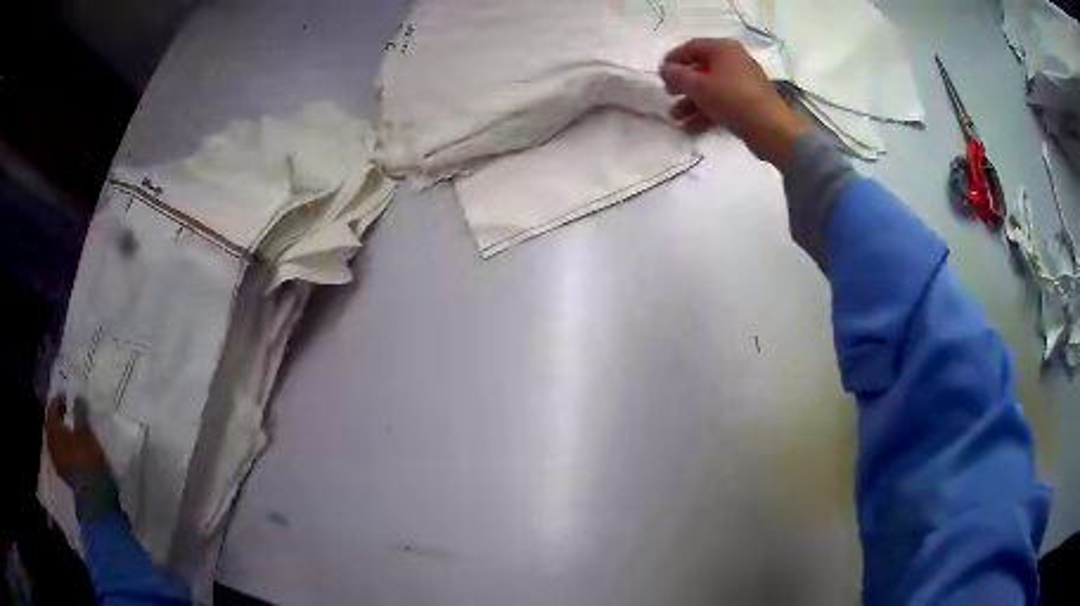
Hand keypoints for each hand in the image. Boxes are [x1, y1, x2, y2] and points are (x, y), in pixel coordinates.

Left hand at [44, 396, 109, 486]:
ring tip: (71, 430)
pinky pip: (61, 453)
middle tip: (67, 412)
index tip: (67, 397)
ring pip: (56, 440)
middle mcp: (51, 443)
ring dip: (61, 433)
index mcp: (53, 430)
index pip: (51, 408)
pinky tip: (73, 448)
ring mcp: (57, 461)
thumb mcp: (87, 433)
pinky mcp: (64, 474)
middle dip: (58, 418)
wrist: (95, 498)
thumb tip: (77, 397)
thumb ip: (80, 413)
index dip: (58, 400)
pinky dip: (65, 447)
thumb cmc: (88, 460)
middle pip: (51, 425)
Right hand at [659, 38, 810, 166]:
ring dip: (691, 103)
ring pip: (711, 89)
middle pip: (701, 69)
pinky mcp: (748, 103)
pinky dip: (706, 112)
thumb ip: (678, 76)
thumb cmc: (733, 99)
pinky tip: (691, 128)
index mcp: (724, 50)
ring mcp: (743, 83)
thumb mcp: (699, 86)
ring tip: (676, 118)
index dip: (673, 59)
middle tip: (668, 95)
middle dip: (682, 84)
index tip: (660, 74)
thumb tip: (666, 70)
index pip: (691, 47)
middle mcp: (734, 62)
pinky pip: (722, 103)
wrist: (772, 129)